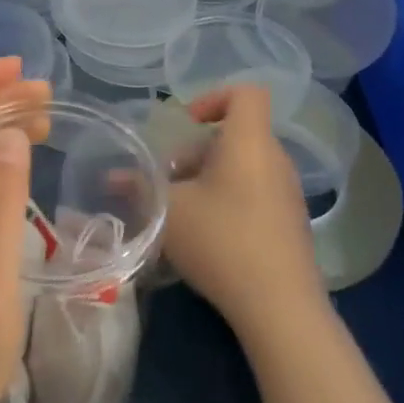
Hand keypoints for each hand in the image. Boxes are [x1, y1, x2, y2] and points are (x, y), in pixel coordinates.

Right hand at [161, 85, 326, 339]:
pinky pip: (256, 192)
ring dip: (210, 177)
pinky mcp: (291, 224)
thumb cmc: (222, 242)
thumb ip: (140, 188)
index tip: (186, 124)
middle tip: (170, 179)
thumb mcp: (169, 212)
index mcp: (250, 141)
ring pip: (243, 165)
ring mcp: (288, 193)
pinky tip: (207, 236)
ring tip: (182, 210)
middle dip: (197, 150)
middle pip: (236, 134)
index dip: (214, 97)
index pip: (246, 93)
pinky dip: (229, 199)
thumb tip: (112, 178)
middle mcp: (275, 159)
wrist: (281, 309)